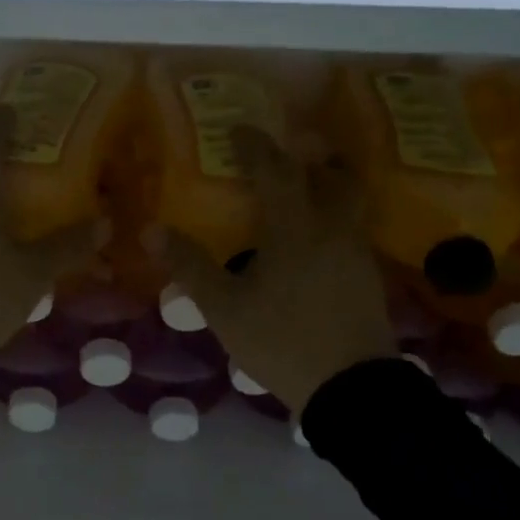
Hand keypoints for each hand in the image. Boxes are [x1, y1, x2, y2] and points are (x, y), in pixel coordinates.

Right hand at [158, 127, 395, 414]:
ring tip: (302, 189)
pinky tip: (314, 239)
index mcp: (296, 228)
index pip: (276, 171)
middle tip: (290, 149)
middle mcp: (333, 229)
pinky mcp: (368, 276)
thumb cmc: (282, 341)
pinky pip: (352, 228)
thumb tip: (152, 230)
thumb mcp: (224, 308)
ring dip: (327, 184)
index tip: (238, 130)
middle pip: (334, 175)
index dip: (255, 146)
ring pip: (350, 201)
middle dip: (311, 155)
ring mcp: (356, 252)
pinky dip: (334, 216)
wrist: (351, 388)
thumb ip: (190, 267)